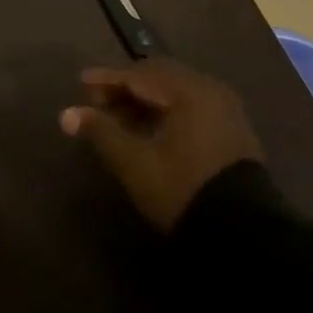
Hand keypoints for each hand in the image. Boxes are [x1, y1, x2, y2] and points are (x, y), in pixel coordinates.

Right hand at [60, 59, 264, 231]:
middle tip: (99, 101)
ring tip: (120, 118)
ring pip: (176, 92)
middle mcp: (209, 89)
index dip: (107, 79)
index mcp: (188, 90)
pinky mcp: (233, 130)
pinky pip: (192, 106)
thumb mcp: (136, 163)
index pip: (139, 75)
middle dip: (127, 87)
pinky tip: (150, 129)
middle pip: (159, 77)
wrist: (246, 237)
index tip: (81, 83)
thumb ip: (101, 132)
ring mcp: (225, 109)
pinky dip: (167, 111)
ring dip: (146, 100)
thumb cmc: (183, 190)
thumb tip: (66, 114)